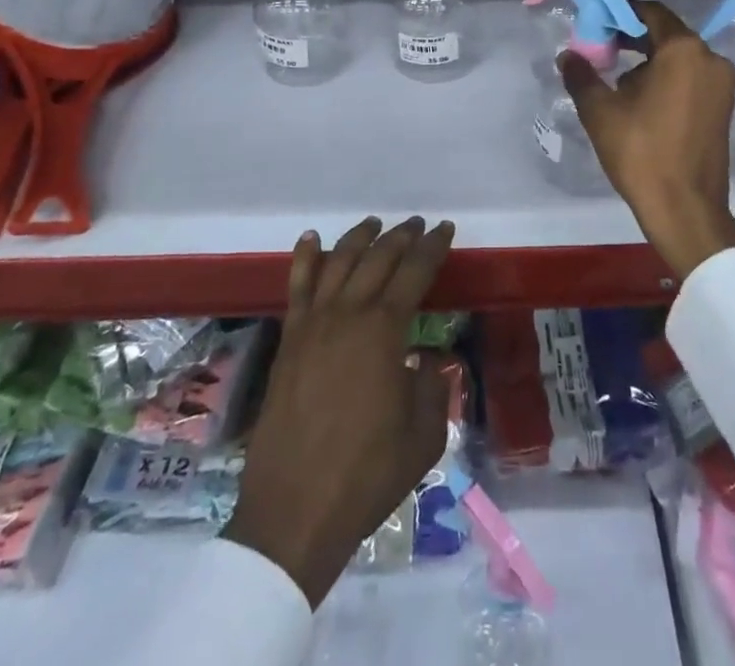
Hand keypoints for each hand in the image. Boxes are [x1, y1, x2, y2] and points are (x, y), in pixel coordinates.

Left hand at [223, 216, 455, 607]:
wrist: (295, 510)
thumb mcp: (424, 435)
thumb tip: (424, 361)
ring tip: (375, 224)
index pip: (415, 272)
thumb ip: (431, 387)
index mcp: (385, 330)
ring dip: (359, 238)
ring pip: (338, 262)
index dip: (433, 247)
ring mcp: (313, 325)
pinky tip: (312, 238)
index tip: (445, 228)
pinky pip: (297, 287)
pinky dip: (305, 258)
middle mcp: (348, 314)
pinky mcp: (289, 341)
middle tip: (417, 224)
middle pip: (377, 259)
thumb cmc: (368, 474)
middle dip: (401, 237)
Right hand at [560, 1, 734, 278]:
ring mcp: (723, 85)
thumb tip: (568, 56)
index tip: (598, 31)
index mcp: (684, 50)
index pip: (651, 13)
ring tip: (620, 89)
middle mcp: (711, 59)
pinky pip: (693, 79)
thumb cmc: (641, 152)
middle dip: (634, 42)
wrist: (685, 209)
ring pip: (681, 59)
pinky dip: (670, 81)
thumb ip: (581, 75)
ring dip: (651, 64)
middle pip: (667, 35)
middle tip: (603, 58)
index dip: (621, 17)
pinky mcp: (725, 108)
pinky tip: (645, 105)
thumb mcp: (600, 111)